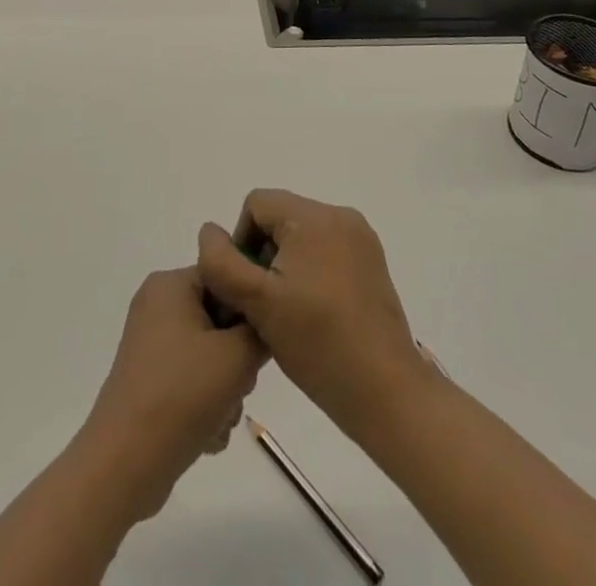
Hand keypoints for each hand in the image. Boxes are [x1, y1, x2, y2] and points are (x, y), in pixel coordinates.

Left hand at [75, 267, 266, 521]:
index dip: (249, 310)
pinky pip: (190, 379)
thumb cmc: (182, 394)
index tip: (259, 344)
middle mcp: (157, 305)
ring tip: (222, 417)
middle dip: (237, 357)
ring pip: (209, 355)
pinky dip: (205, 404)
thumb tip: (264, 326)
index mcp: (170, 284)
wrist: (125, 464)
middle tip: (240, 385)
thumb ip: (261, 330)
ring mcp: (150, 345)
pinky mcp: (148, 380)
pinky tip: (208, 434)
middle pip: (219, 319)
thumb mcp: (238, 356)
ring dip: (225, 388)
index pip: (225, 277)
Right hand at [196, 190, 425, 433]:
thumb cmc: (317, 344)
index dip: (241, 242)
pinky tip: (313, 315)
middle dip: (264, 255)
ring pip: (302, 237)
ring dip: (286, 266)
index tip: (247, 288)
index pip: (257, 204)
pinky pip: (326, 251)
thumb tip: (209, 232)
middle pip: (281, 218)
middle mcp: (341, 215)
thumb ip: (222, 263)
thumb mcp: (257, 304)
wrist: (385, 392)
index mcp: (314, 216)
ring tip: (288, 314)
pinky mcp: (372, 262)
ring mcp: (361, 239)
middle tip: (265, 306)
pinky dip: (311, 273)